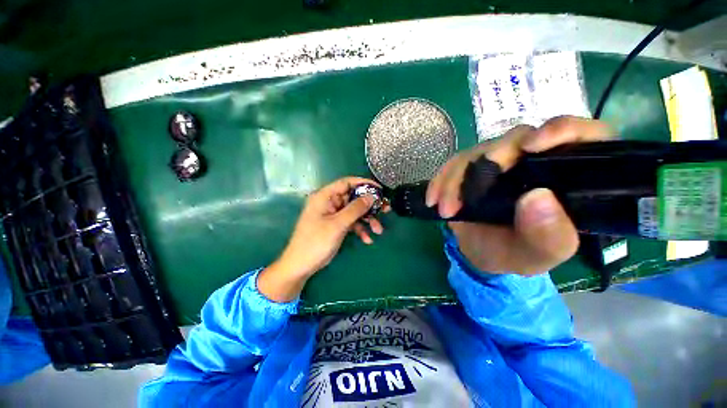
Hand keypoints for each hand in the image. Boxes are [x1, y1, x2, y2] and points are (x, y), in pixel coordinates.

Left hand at [258, 177, 388, 300]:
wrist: (301, 266)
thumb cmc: (316, 242)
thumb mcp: (338, 224)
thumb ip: (355, 209)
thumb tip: (371, 196)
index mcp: (325, 196)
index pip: (346, 182)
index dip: (364, 184)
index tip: (379, 189)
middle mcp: (329, 202)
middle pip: (353, 198)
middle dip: (369, 206)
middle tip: (385, 210)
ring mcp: (333, 214)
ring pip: (354, 212)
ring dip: (367, 220)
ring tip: (378, 230)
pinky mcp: (335, 225)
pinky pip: (351, 222)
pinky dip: (359, 229)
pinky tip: (367, 240)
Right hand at [426, 116, 612, 274]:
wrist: (480, 252)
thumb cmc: (514, 253)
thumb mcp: (537, 256)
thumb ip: (548, 237)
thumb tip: (538, 198)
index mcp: (565, 178)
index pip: (583, 137)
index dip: (562, 130)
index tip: (532, 146)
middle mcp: (534, 161)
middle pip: (517, 140)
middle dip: (488, 163)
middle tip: (466, 196)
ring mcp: (499, 161)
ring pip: (477, 152)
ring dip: (455, 180)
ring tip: (446, 210)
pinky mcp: (471, 167)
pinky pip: (453, 164)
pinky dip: (441, 181)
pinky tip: (433, 199)